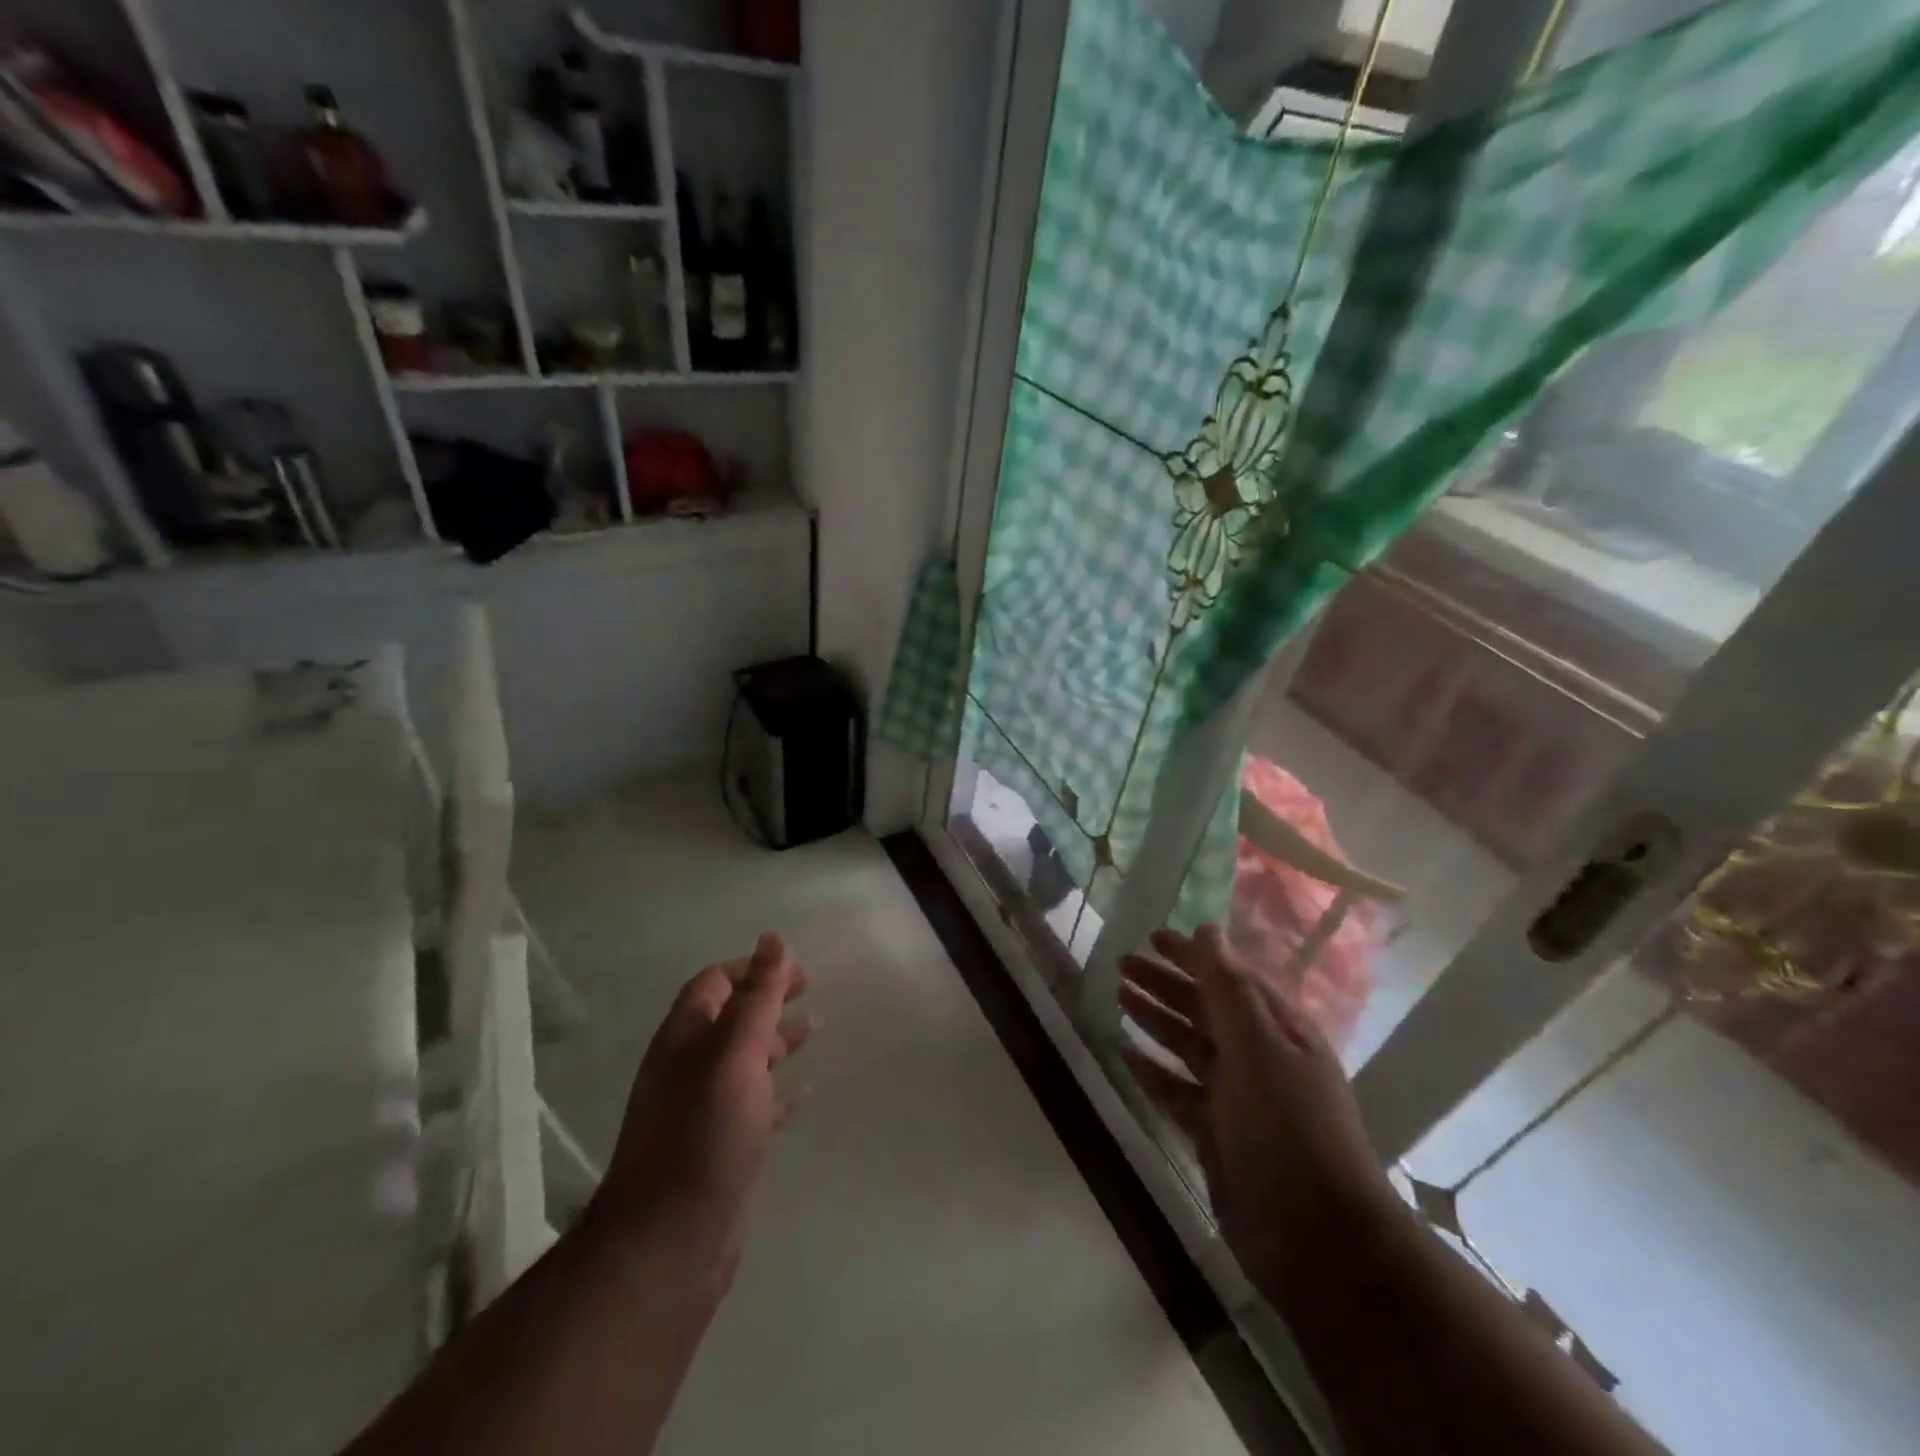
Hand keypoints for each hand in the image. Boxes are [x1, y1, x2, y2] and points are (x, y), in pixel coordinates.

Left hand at [593, 932, 812, 1273]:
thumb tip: (772, 937)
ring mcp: (702, 1110)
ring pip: (744, 1060)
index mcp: (686, 1038)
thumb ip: (758, 996)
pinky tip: (804, 1093)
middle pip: (730, 1018)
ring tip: (814, 1030)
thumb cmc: (705, 1133)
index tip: (795, 968)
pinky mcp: (720, 1147)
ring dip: (775, 1040)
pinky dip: (778, 1090)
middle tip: (810, 991)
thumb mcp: (736, 1053)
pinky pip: (753, 1103)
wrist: (670, 1241)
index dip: (752, 968)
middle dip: (768, 999)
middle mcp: (689, 1067)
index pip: (715, 983)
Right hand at [1119, 925, 1398, 1296]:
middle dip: (1165, 982)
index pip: (1230, 976)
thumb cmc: (1290, 1126)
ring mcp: (1236, 1095)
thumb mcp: (1260, 1046)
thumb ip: (1230, 987)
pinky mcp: (1215, 1131)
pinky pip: (1176, 1090)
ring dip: (1155, 1018)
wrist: (1315, 1236)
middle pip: (1204, 1007)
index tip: (1153, 937)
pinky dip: (1152, 1070)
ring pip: (1187, 1044)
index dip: (1193, 954)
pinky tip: (1125, 1054)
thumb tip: (1208, 930)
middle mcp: (1257, 1055)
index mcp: (1278, 1029)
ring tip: (1118, 995)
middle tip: (1122, 963)